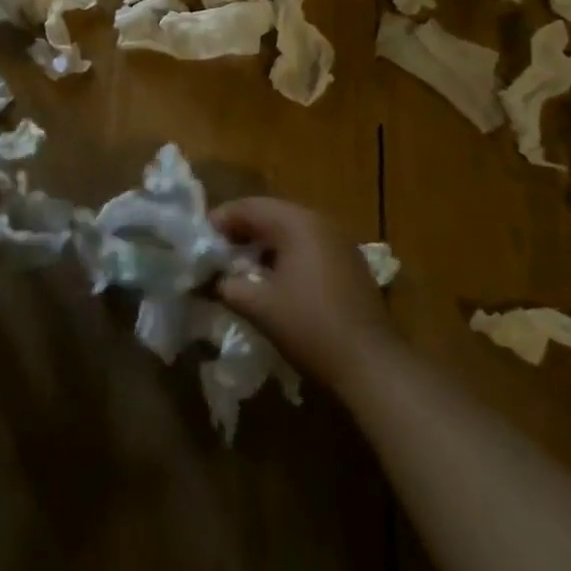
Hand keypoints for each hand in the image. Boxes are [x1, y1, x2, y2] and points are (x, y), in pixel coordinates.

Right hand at [210, 197, 399, 397]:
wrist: (371, 364)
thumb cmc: (309, 326)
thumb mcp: (258, 306)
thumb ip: (227, 285)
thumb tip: (210, 279)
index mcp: (297, 223)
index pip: (249, 207)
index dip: (220, 220)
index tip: (199, 241)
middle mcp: (320, 223)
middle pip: (271, 214)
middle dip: (241, 230)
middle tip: (216, 252)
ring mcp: (339, 243)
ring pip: (290, 231)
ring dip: (263, 244)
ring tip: (240, 266)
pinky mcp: (349, 265)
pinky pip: (308, 247)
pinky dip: (285, 256)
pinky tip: (273, 281)